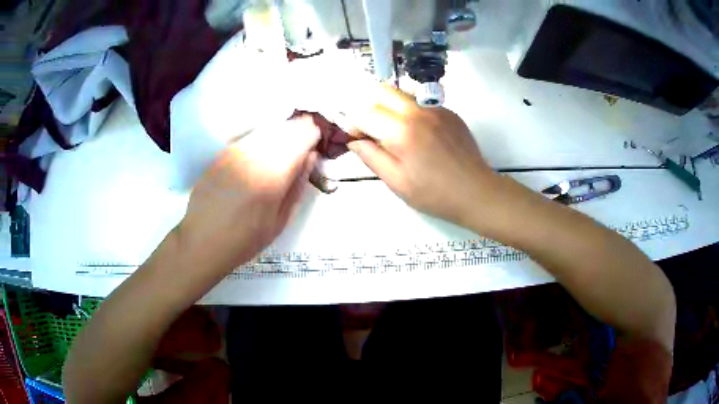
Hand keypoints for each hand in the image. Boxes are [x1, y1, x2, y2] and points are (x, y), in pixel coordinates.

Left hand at [176, 117, 319, 275]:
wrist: (203, 241)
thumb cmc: (246, 239)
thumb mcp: (280, 221)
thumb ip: (297, 186)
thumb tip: (310, 157)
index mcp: (273, 177)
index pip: (300, 141)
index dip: (312, 135)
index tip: (317, 137)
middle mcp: (254, 158)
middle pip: (283, 130)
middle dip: (299, 127)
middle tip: (307, 128)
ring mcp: (235, 153)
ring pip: (265, 129)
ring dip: (281, 129)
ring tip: (288, 134)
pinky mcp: (221, 153)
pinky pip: (248, 136)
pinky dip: (262, 135)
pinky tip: (264, 144)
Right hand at [346, 85, 498, 226]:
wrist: (476, 192)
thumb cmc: (435, 194)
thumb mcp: (397, 182)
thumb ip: (371, 157)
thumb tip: (354, 141)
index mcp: (402, 132)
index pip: (365, 112)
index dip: (355, 124)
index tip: (357, 138)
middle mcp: (418, 112)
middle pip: (382, 91)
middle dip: (369, 107)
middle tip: (373, 130)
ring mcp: (436, 109)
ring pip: (402, 93)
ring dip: (389, 107)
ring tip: (395, 132)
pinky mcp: (449, 112)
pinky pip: (421, 102)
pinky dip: (410, 112)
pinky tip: (419, 136)